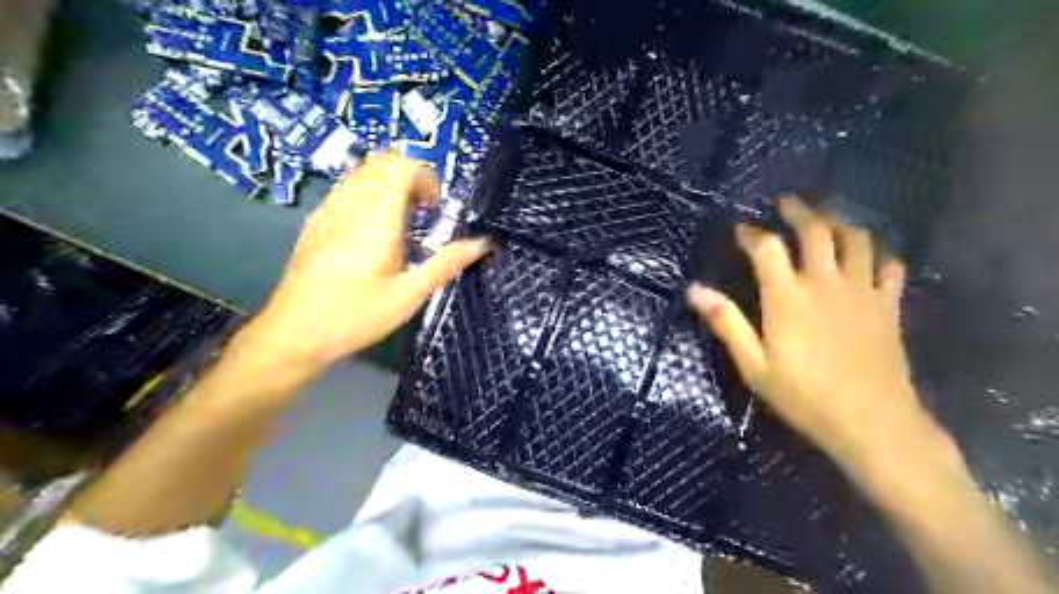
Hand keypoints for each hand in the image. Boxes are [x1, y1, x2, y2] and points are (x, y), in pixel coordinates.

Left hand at [237, 153, 488, 385]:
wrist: (293, 333)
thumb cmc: (356, 316)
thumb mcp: (408, 296)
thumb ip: (446, 264)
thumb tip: (482, 243)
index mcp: (376, 219)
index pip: (400, 167)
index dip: (425, 177)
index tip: (436, 207)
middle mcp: (350, 205)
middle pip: (380, 162)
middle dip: (409, 177)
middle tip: (424, 212)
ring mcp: (328, 210)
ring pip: (361, 173)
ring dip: (389, 184)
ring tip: (402, 221)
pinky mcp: (316, 222)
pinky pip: (346, 189)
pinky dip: (369, 194)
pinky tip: (374, 231)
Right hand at [696, 197, 933, 465]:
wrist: (872, 422)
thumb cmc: (804, 396)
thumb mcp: (753, 364)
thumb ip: (725, 322)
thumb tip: (694, 290)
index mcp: (788, 297)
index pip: (768, 249)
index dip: (752, 235)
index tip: (741, 230)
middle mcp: (825, 283)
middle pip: (816, 230)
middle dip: (799, 211)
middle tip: (786, 202)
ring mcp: (861, 291)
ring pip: (857, 239)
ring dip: (839, 221)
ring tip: (826, 217)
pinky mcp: (888, 306)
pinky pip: (889, 266)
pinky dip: (879, 253)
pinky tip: (870, 254)